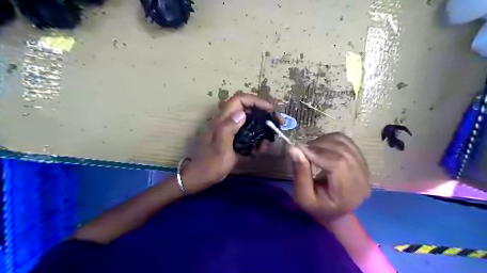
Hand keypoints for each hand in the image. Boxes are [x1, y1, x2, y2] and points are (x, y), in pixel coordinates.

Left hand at [182, 95, 273, 192]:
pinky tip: (261, 148)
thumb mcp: (221, 147)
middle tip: (276, 123)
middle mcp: (227, 122)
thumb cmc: (211, 164)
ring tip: (270, 138)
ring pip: (249, 122)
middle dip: (263, 114)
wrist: (202, 177)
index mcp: (222, 120)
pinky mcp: (233, 140)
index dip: (255, 101)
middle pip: (247, 109)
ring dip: (262, 128)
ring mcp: (230, 131)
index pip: (239, 100)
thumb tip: (242, 113)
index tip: (270, 110)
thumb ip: (229, 129)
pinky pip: (248, 134)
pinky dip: (257, 138)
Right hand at [287, 133, 370, 225]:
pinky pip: (346, 142)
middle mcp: (361, 180)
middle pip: (342, 151)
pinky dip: (331, 139)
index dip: (318, 153)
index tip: (299, 149)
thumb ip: (300, 173)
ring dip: (324, 141)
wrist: (334, 212)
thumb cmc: (316, 207)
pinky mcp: (361, 161)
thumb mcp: (302, 196)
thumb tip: (293, 148)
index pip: (337, 164)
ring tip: (311, 150)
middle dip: (319, 146)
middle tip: (303, 149)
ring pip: (344, 143)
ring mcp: (364, 169)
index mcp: (348, 194)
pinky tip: (321, 147)